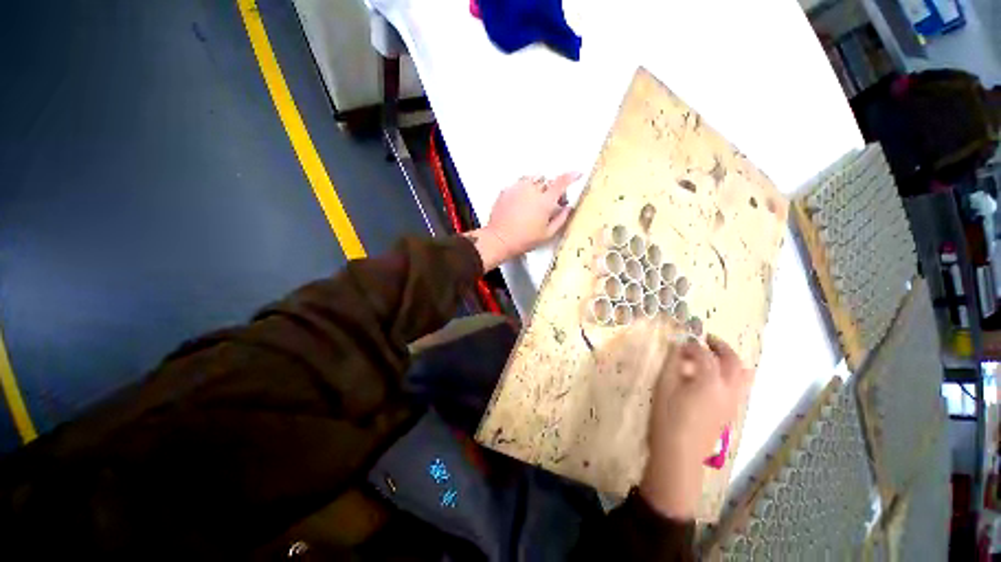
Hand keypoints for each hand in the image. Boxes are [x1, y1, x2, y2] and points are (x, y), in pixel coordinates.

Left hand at [466, 173, 578, 270]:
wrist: (499, 239)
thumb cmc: (523, 239)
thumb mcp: (547, 234)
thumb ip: (561, 219)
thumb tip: (568, 209)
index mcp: (545, 201)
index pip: (562, 182)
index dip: (572, 176)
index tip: (577, 174)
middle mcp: (532, 190)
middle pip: (547, 181)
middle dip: (551, 189)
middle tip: (549, 203)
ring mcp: (518, 188)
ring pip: (533, 179)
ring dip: (537, 186)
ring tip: (534, 200)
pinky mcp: (506, 190)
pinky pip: (519, 183)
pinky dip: (523, 189)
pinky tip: (521, 202)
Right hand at [640, 335, 751, 519]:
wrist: (680, 453)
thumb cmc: (668, 417)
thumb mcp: (664, 386)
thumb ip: (672, 363)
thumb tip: (677, 347)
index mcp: (710, 381)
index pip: (705, 355)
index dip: (693, 345)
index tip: (681, 342)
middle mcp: (728, 390)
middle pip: (733, 362)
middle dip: (721, 347)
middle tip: (707, 339)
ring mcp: (733, 403)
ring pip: (743, 376)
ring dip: (732, 361)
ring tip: (717, 355)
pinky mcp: (730, 413)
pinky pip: (740, 388)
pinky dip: (735, 376)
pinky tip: (719, 377)